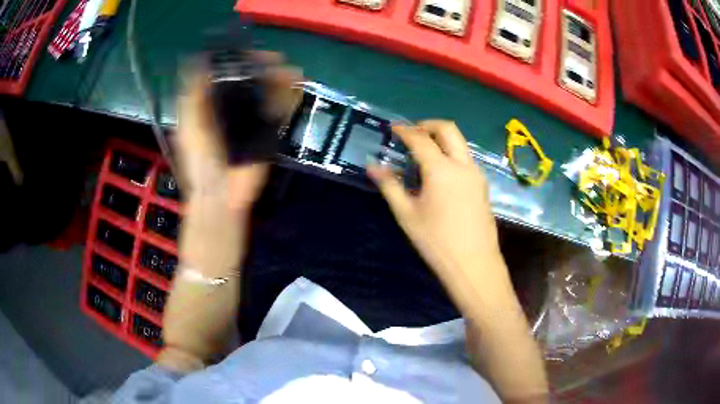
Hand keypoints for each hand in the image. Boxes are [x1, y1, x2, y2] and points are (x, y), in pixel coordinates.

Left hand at [175, 52, 301, 210]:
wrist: (222, 193)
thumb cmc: (200, 159)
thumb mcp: (189, 123)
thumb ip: (193, 95)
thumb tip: (199, 61)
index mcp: (211, 105)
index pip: (226, 74)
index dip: (238, 61)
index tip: (249, 54)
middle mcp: (233, 108)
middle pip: (251, 80)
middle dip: (264, 67)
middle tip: (277, 60)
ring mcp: (252, 120)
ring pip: (268, 93)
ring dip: (280, 79)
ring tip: (292, 71)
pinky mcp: (268, 133)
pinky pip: (281, 111)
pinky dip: (290, 98)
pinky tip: (297, 86)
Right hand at [368, 120, 505, 282]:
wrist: (474, 264)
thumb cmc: (436, 241)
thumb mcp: (407, 214)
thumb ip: (390, 186)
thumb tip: (373, 166)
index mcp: (441, 169)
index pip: (420, 139)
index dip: (404, 130)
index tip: (392, 128)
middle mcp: (462, 164)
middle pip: (448, 129)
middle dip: (427, 124)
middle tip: (411, 133)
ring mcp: (476, 173)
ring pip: (460, 142)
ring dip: (442, 138)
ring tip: (423, 153)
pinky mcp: (482, 185)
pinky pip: (466, 158)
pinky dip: (451, 153)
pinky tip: (440, 172)